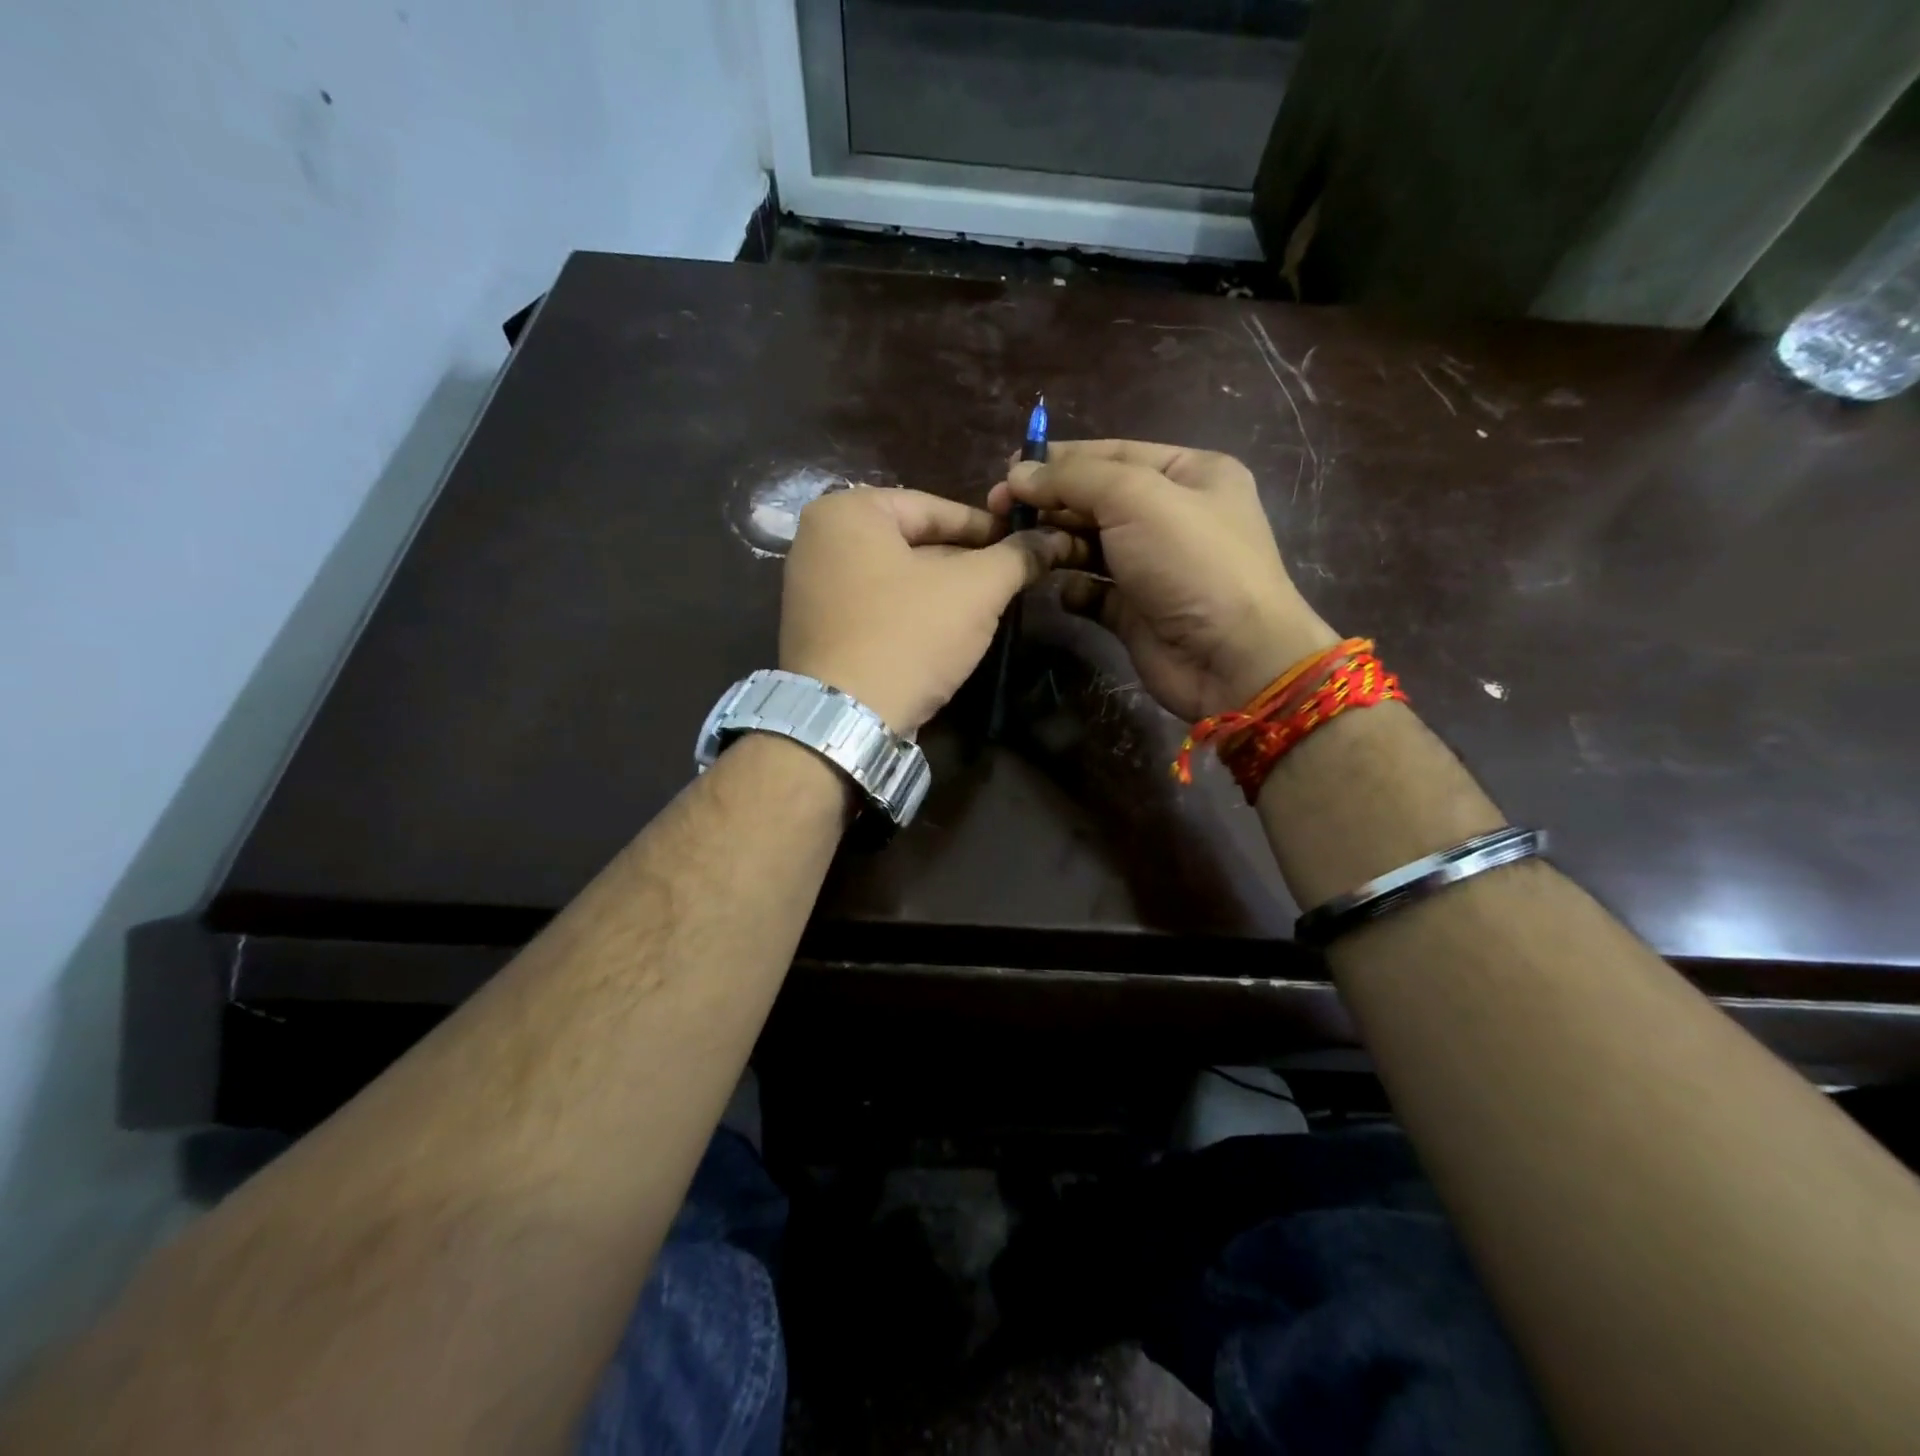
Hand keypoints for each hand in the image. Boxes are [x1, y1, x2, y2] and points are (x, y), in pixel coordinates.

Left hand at [781, 487, 1079, 732]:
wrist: (845, 719)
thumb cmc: (908, 636)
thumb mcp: (975, 590)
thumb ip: (1016, 557)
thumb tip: (1053, 539)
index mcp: (847, 511)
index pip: (935, 508)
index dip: (988, 528)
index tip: (1024, 545)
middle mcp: (817, 539)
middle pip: (912, 542)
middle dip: (964, 563)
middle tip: (1008, 581)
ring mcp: (808, 587)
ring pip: (895, 577)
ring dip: (940, 591)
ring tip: (983, 609)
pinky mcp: (813, 629)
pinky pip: (874, 607)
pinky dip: (908, 613)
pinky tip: (941, 634)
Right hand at [989, 440, 1337, 721]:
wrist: (1231, 657)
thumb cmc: (1191, 562)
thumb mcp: (1136, 498)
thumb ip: (1075, 478)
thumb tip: (1018, 473)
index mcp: (1190, 473)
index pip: (1113, 454)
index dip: (1060, 460)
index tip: (1009, 470)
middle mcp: (1173, 515)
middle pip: (1098, 499)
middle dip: (1052, 503)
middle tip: (1001, 511)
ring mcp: (1154, 566)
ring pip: (1092, 545)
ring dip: (1058, 545)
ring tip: (1026, 549)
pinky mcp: (1137, 610)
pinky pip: (1093, 591)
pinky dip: (1074, 589)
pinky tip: (1063, 591)